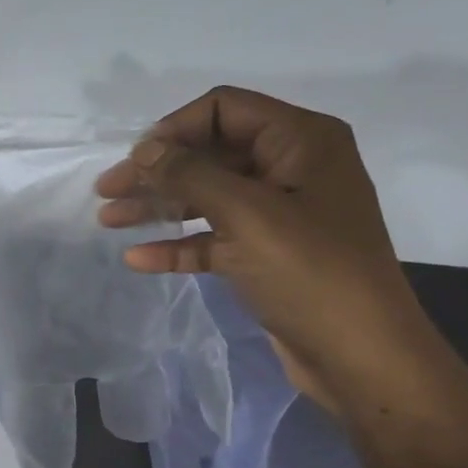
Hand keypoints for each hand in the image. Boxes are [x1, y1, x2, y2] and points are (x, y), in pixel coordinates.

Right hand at [94, 86, 435, 409]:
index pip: (224, 109)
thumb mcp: (247, 215)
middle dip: (156, 172)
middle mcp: (291, 168)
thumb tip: (143, 149)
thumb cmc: (310, 273)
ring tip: (109, 221)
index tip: (134, 161)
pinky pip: (212, 238)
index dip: (174, 129)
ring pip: (206, 197)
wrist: (360, 357)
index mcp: (301, 141)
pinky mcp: (265, 254)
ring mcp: (278, 213)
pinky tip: (139, 259)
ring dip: (158, 206)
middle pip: (209, 154)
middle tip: (106, 192)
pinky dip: (177, 244)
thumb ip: (190, 174)